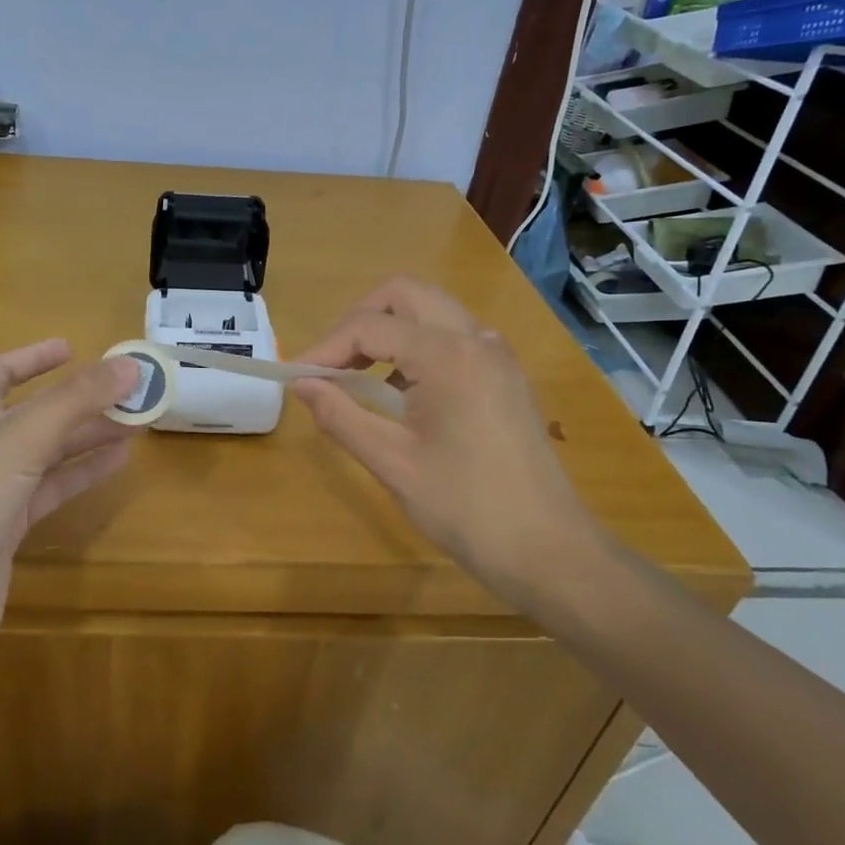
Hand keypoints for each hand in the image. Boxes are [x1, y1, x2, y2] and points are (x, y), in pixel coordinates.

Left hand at [0, 342, 139, 666]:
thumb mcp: (23, 438)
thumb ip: (77, 400)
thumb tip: (131, 364)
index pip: (0, 372)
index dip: (35, 358)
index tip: (74, 348)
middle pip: (36, 412)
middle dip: (81, 400)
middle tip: (130, 390)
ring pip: (49, 451)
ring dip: (90, 435)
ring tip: (137, 421)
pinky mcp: (9, 525)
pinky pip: (52, 487)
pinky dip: (83, 471)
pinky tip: (118, 460)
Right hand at [292, 279, 607, 604]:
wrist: (548, 550)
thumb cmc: (466, 507)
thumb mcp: (392, 462)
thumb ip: (341, 415)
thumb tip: (302, 385)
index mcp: (448, 356)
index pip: (370, 326)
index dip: (325, 347)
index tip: (296, 378)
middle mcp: (477, 340)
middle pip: (405, 294)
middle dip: (359, 319)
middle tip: (331, 362)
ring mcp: (497, 356)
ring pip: (432, 311)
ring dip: (389, 330)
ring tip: (357, 377)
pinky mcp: (505, 376)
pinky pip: (453, 338)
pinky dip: (417, 348)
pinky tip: (400, 393)